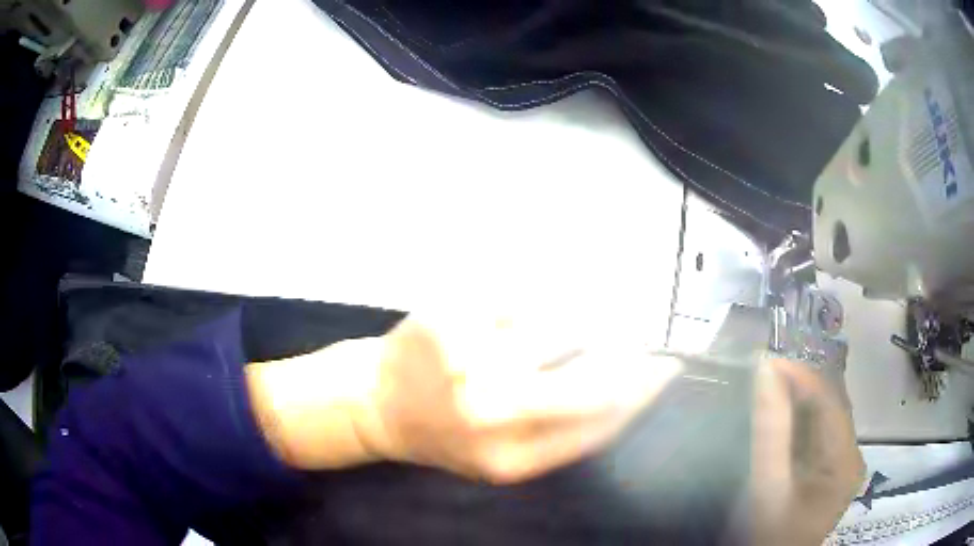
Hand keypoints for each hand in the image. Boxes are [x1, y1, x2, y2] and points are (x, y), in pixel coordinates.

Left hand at [247, 315, 682, 483]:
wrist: (375, 404)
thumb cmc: (443, 436)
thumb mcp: (502, 461)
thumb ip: (564, 437)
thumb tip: (628, 392)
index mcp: (511, 459)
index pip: (601, 421)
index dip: (645, 388)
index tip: (669, 363)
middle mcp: (492, 411)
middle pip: (591, 375)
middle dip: (633, 348)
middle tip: (650, 327)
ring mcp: (468, 358)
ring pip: (561, 322)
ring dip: (595, 310)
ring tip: (611, 299)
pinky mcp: (450, 314)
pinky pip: (520, 293)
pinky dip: (547, 290)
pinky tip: (556, 286)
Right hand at [749, 358, 864, 545]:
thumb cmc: (772, 534)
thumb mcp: (769, 489)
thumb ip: (771, 434)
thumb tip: (766, 372)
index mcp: (846, 460)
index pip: (830, 401)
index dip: (801, 376)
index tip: (765, 362)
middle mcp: (853, 455)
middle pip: (831, 406)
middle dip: (800, 385)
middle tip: (765, 373)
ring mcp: (844, 462)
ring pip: (826, 416)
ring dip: (800, 399)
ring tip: (771, 386)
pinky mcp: (833, 469)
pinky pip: (820, 433)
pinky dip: (802, 419)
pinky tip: (783, 415)